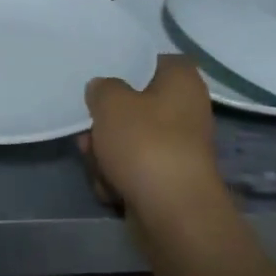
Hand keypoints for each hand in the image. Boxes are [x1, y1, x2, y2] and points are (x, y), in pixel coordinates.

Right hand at [81, 56, 224, 224]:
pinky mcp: (170, 180)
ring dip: (106, 153)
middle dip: (105, 123)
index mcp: (182, 81)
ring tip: (96, 165)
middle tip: (88, 134)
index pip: (153, 61)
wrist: (173, 214)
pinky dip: (119, 178)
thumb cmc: (145, 144)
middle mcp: (187, 110)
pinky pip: (135, 170)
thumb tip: (104, 90)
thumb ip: (101, 88)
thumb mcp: (110, 102)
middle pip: (135, 106)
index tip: (102, 82)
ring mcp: (179, 148)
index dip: (126, 68)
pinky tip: (110, 189)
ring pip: (130, 140)